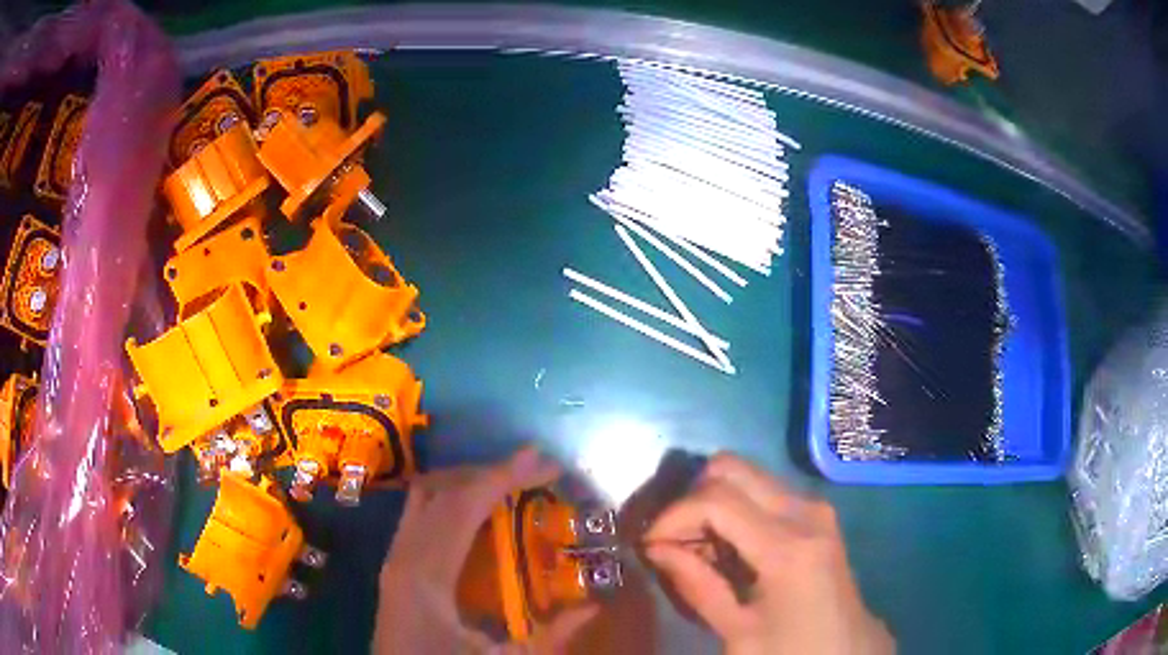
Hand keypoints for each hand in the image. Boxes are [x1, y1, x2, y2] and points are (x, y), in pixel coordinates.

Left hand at [374, 448, 597, 653]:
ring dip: (467, 482)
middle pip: (443, 491)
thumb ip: (551, 637)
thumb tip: (593, 607)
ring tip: (509, 482)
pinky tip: (476, 510)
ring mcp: (393, 557)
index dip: (503, 477)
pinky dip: (450, 499)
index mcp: (426, 575)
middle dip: (489, 472)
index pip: (463, 506)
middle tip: (534, 468)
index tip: (543, 462)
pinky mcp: (394, 564)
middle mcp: (403, 554)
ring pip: (425, 497)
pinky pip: (418, 513)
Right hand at [644, 453, 893, 654]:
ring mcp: (815, 508)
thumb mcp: (738, 631)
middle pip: (731, 468)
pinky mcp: (817, 514)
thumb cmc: (792, 649)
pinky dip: (735, 509)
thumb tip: (656, 548)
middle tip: (676, 542)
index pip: (715, 499)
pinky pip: (765, 491)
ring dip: (713, 504)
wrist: (846, 649)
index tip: (650, 546)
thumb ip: (696, 585)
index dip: (673, 516)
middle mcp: (805, 511)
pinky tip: (729, 548)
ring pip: (747, 475)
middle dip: (692, 500)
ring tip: (700, 550)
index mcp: (788, 546)